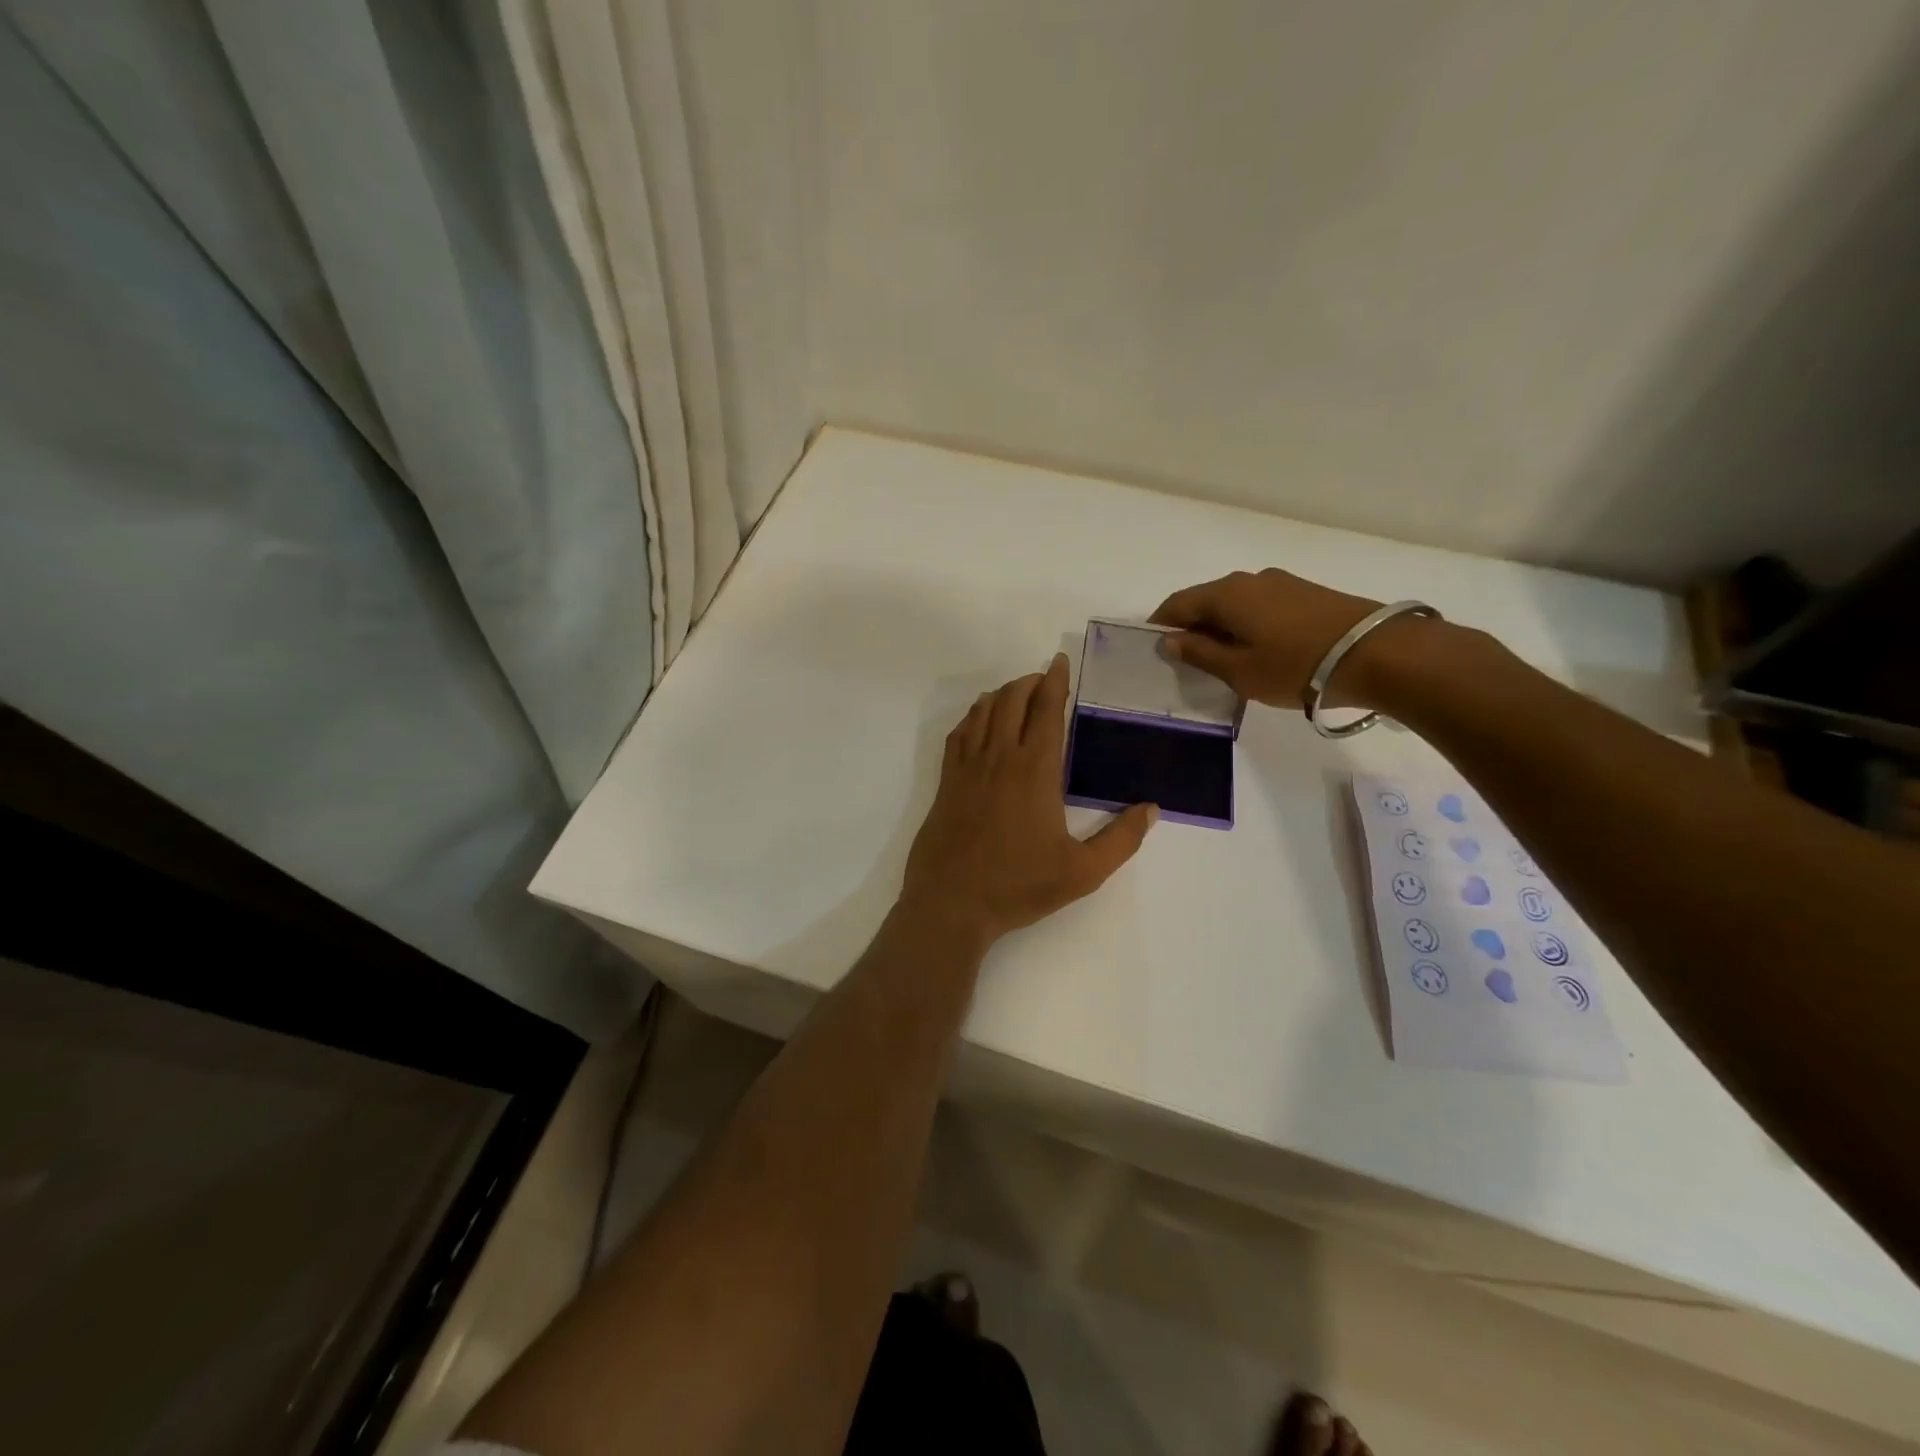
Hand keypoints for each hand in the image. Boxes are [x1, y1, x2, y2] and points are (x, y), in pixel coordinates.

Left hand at [901, 654, 1156, 945]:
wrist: (951, 902)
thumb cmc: (1018, 886)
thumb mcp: (1082, 872)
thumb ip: (1120, 840)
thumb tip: (1151, 809)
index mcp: (1035, 771)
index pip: (1046, 710)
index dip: (1055, 682)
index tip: (1059, 662)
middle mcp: (1000, 758)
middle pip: (1012, 700)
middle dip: (1029, 682)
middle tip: (1043, 680)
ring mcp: (968, 768)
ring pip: (983, 712)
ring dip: (1002, 695)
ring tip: (1016, 694)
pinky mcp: (947, 782)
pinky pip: (958, 734)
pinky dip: (972, 717)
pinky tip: (979, 722)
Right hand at [1149, 568, 1390, 708]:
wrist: (1375, 653)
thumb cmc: (1295, 666)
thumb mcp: (1238, 670)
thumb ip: (1199, 654)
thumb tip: (1170, 640)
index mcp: (1226, 595)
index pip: (1177, 604)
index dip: (1160, 625)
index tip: (1155, 649)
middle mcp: (1249, 580)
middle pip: (1206, 600)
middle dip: (1191, 627)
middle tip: (1189, 660)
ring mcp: (1281, 583)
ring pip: (1235, 603)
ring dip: (1222, 627)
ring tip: (1225, 659)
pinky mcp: (1305, 593)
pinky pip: (1260, 606)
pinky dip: (1247, 625)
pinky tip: (1257, 650)